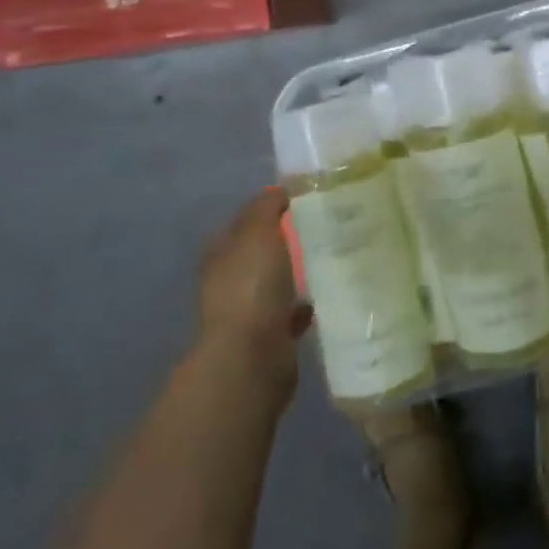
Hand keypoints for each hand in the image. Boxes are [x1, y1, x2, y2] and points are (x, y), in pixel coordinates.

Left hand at [197, 192, 309, 387]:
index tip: (299, 202)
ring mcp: (247, 312)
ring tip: (327, 259)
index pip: (243, 222)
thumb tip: (278, 192)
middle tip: (321, 227)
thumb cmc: (250, 285)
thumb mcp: (258, 231)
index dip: (267, 211)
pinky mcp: (269, 339)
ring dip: (295, 275)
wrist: (252, 357)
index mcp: (221, 253)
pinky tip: (326, 296)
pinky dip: (303, 306)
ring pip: (275, 284)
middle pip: (259, 253)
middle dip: (284, 242)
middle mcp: (229, 281)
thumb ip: (266, 207)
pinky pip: (289, 314)